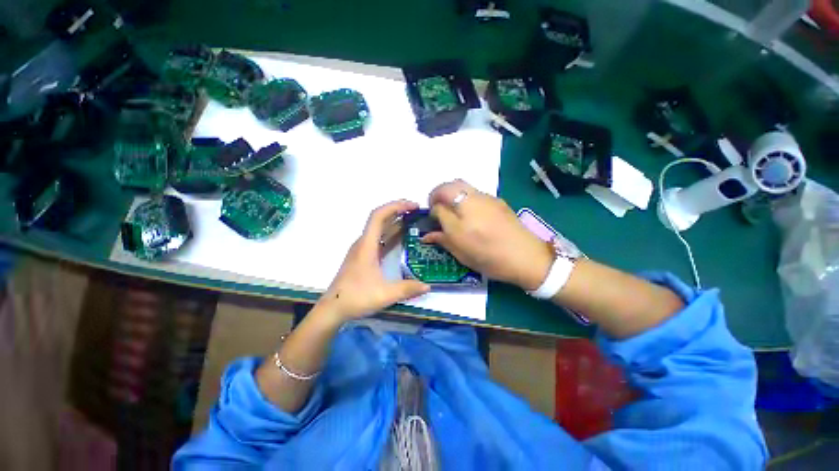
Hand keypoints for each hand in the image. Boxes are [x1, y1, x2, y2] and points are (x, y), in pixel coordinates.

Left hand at [318, 200, 430, 321]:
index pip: (378, 216)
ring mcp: (362, 250)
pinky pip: (378, 239)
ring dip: (394, 221)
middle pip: (379, 219)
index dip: (395, 206)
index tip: (412, 206)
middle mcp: (363, 243)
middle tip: (416, 210)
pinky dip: (390, 234)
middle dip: (397, 211)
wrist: (333, 309)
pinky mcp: (362, 257)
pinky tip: (400, 238)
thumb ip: (407, 289)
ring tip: (411, 220)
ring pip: (378, 229)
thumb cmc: (356, 298)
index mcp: (366, 246)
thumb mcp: (385, 294)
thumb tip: (427, 286)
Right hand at [423, 180, 554, 290]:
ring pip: (461, 185)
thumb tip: (426, 235)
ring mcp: (486, 198)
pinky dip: (465, 196)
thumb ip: (442, 240)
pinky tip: (471, 212)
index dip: (432, 211)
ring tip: (453, 209)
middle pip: (448, 186)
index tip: (433, 219)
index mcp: (460, 221)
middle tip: (438, 207)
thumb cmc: (491, 259)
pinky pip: (474, 191)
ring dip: (451, 192)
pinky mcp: (497, 199)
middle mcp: (471, 203)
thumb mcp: (462, 254)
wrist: (527, 257)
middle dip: (438, 194)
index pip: (437, 206)